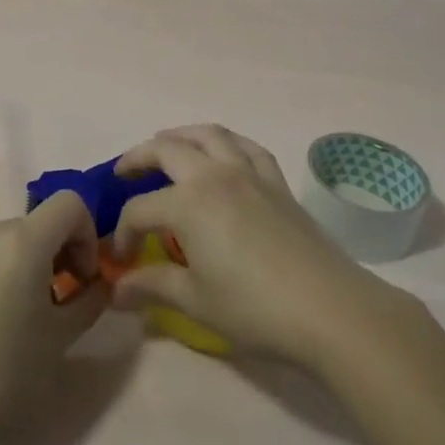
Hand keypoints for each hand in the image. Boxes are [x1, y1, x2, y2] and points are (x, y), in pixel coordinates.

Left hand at [0, 193, 108, 444]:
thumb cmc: (0, 375)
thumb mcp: (59, 342)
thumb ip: (88, 302)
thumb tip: (97, 284)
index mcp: (23, 240)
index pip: (70, 203)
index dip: (85, 234)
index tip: (81, 279)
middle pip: (34, 226)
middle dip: (52, 256)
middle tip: (49, 307)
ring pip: (0, 242)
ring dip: (17, 266)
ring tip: (8, 318)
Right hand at [109, 125, 413, 371]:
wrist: (328, 309)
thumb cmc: (254, 308)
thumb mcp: (195, 301)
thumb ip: (152, 286)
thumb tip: (115, 291)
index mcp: (188, 203)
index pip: (140, 209)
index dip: (124, 233)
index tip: (121, 260)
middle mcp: (215, 175)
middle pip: (167, 150)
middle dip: (139, 158)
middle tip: (123, 173)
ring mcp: (249, 173)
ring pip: (209, 135)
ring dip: (181, 135)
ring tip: (166, 146)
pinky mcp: (277, 182)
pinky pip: (247, 147)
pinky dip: (227, 143)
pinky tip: (222, 154)